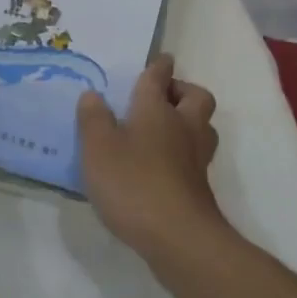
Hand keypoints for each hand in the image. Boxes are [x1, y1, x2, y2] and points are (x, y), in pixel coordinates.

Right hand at [76, 55, 224, 258]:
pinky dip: (184, 152)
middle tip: (160, 98)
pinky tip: (163, 165)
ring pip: (203, 126)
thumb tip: (93, 94)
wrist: (179, 237)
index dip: (159, 66)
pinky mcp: (200, 185)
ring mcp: (196, 157)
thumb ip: (93, 119)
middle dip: (182, 91)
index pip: (159, 77)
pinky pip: (197, 155)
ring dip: (189, 121)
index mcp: (156, 109)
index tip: (160, 60)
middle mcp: (183, 126)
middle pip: (196, 96)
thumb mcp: (98, 148)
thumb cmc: (133, 183)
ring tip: (164, 130)